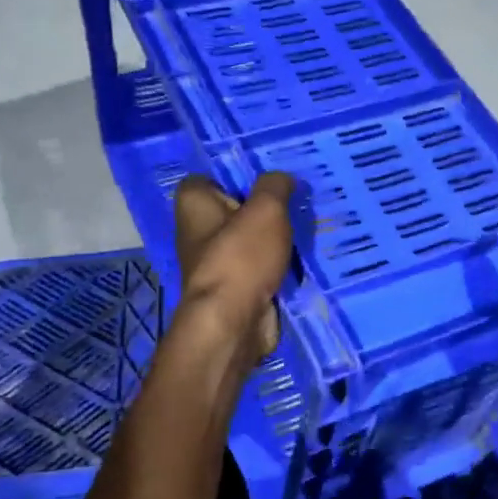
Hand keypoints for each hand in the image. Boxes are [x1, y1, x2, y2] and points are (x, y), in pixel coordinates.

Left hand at [173, 173, 295, 361]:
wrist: (233, 323)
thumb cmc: (242, 257)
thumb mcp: (267, 209)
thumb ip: (275, 186)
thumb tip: (281, 179)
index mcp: (193, 204)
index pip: (209, 178)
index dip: (236, 176)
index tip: (268, 180)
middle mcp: (197, 231)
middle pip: (234, 209)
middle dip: (264, 208)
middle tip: (295, 202)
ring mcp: (214, 262)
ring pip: (250, 240)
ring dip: (274, 238)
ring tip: (304, 228)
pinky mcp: (233, 288)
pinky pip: (258, 267)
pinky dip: (276, 266)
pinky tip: (300, 260)